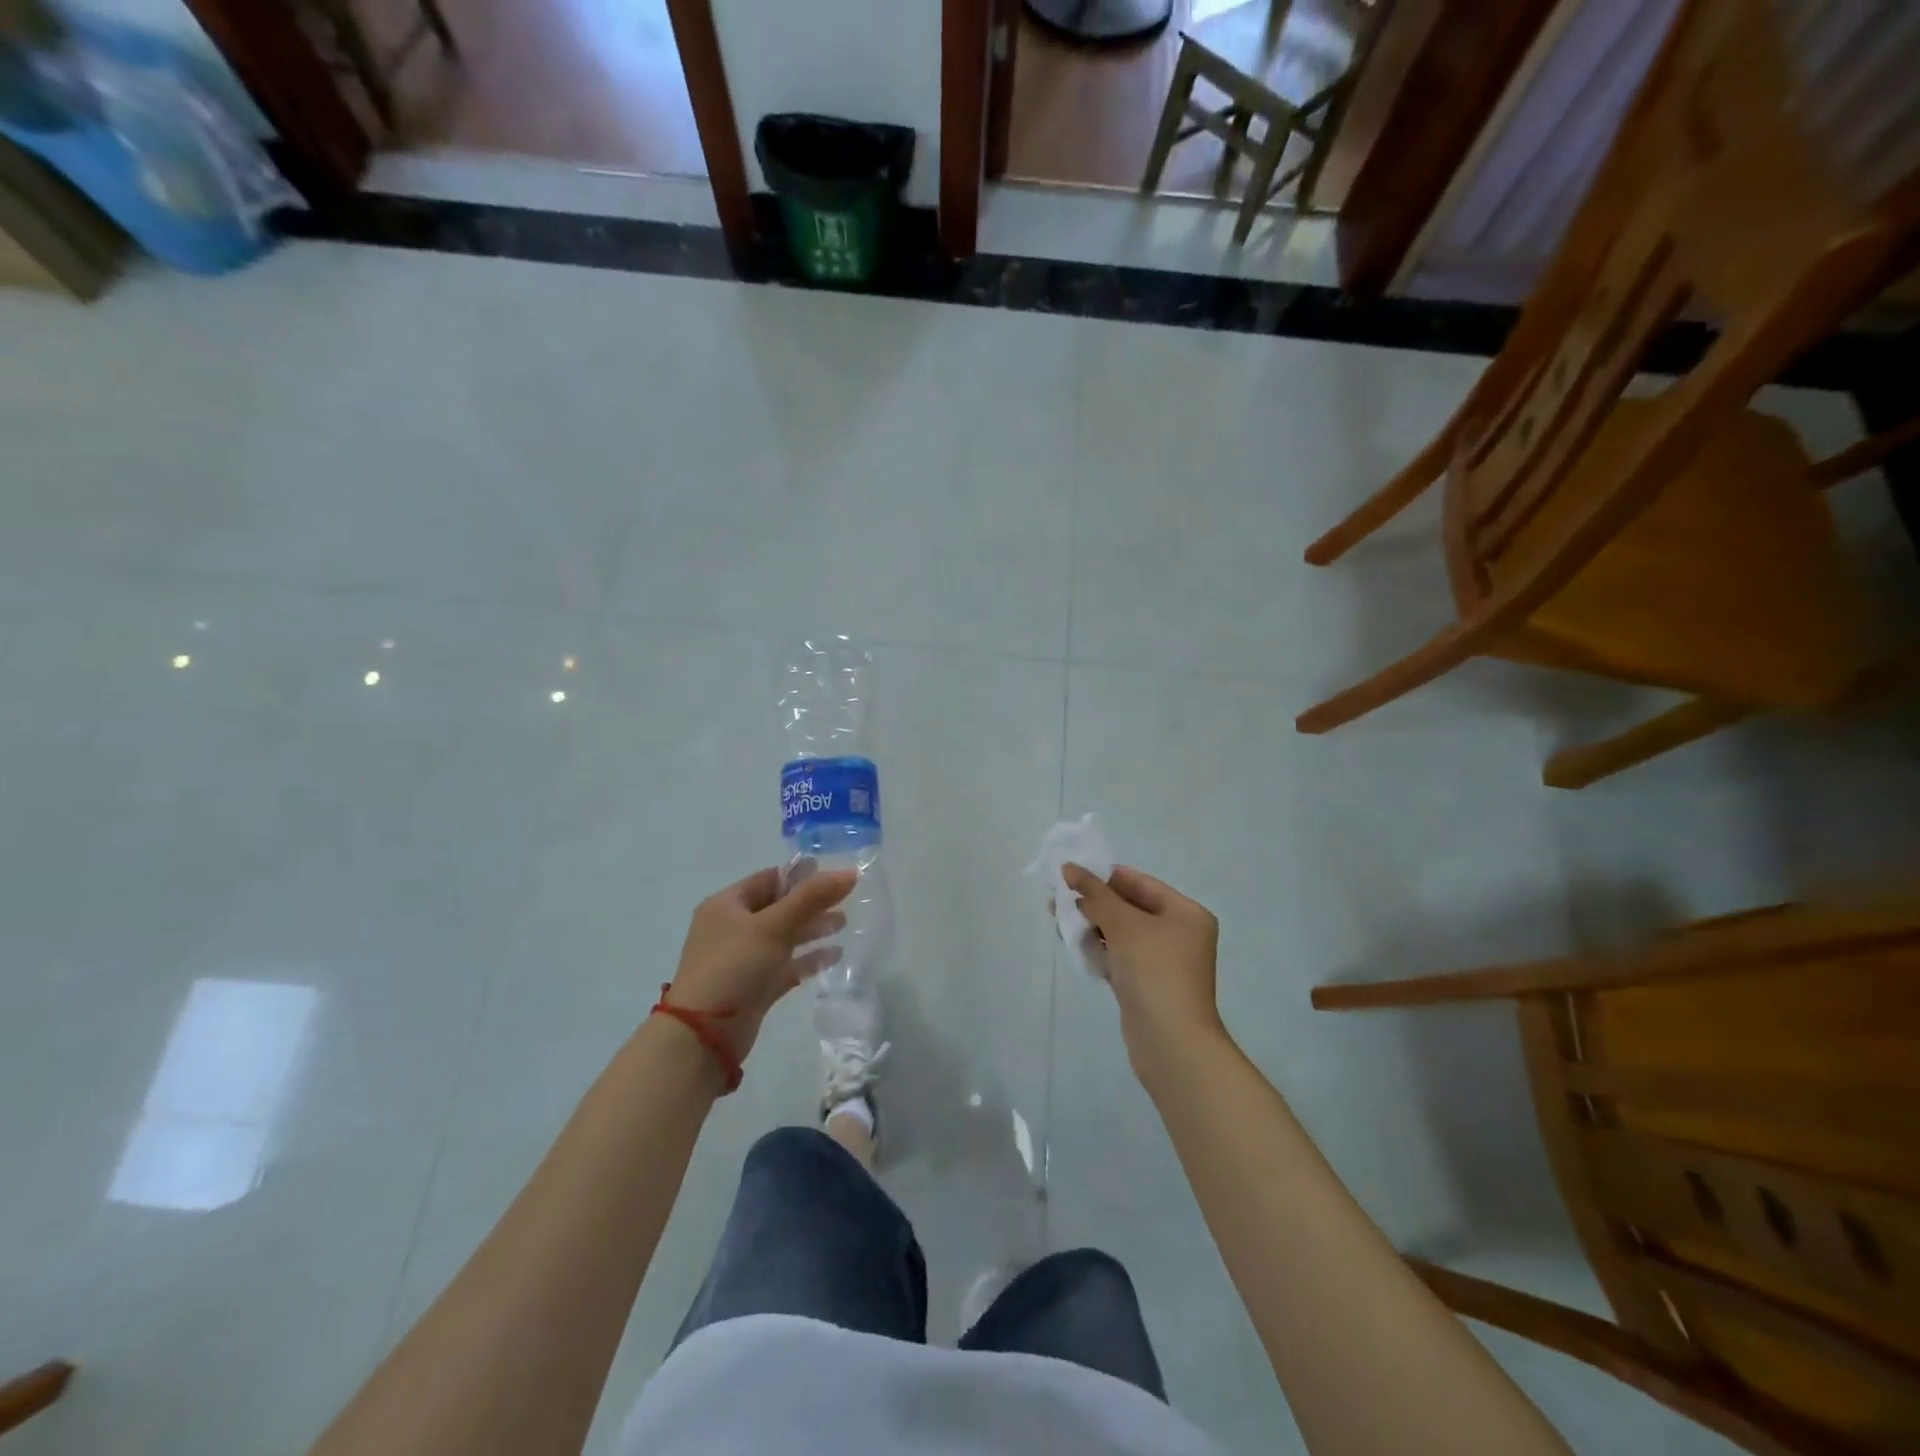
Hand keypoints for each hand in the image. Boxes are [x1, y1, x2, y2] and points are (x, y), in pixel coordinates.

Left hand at [666, 866, 855, 1063]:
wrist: (704, 1035)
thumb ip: (812, 897)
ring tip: (843, 924)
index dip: (800, 875)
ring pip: (783, 937)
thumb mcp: (774, 925)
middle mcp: (732, 928)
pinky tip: (835, 955)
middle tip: (845, 900)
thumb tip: (850, 872)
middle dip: (811, 904)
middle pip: (778, 908)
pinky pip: (785, 966)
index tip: (833, 875)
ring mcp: (742, 960)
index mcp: (727, 905)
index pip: (768, 879)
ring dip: (812, 930)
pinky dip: (808, 959)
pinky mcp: (754, 987)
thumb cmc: (735, 965)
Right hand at [1062, 863, 1226, 1084]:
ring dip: (1091, 925)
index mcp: (1186, 913)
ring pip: (1121, 934)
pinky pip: (1119, 957)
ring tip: (1057, 918)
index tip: (1071, 873)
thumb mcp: (1123, 925)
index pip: (1141, 884)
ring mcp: (1163, 963)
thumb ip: (1095, 894)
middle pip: (1130, 908)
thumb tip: (1069, 867)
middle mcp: (1179, 934)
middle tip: (1058, 896)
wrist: (1171, 1043)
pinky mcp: (1146, 986)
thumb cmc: (1154, 972)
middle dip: (1094, 902)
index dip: (1106, 876)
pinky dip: (1098, 949)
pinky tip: (1072, 944)